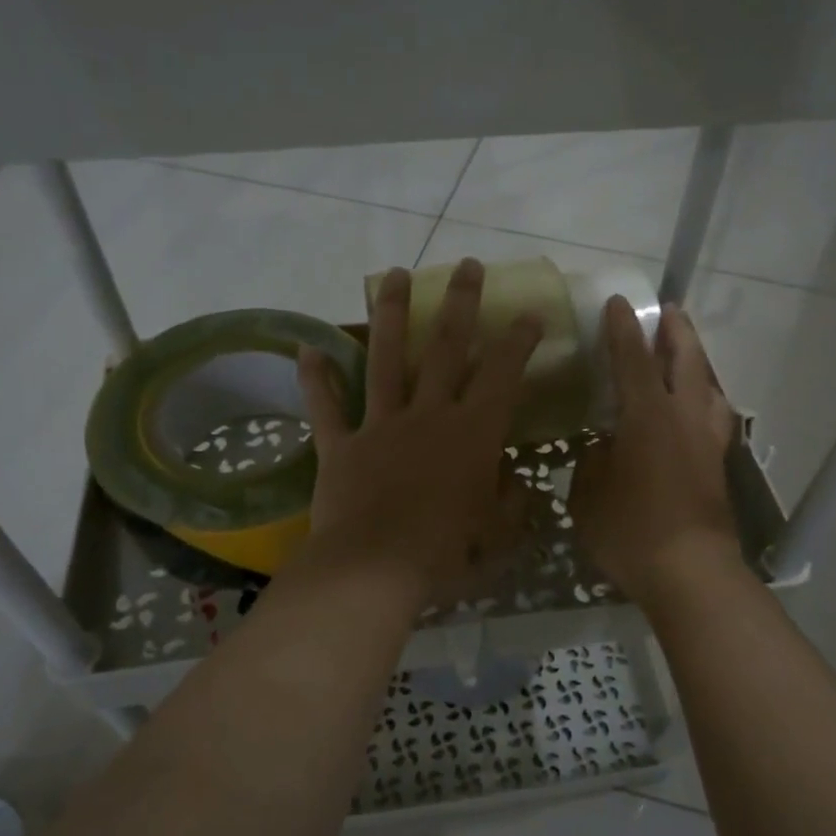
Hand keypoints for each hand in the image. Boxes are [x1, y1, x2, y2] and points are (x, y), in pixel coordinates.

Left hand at [296, 259, 541, 611]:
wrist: (374, 569)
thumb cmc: (445, 553)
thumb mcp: (496, 534)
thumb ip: (511, 502)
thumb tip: (515, 482)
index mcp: (472, 433)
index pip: (502, 374)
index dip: (519, 341)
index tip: (529, 315)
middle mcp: (428, 415)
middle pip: (444, 347)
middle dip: (459, 303)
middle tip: (465, 266)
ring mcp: (381, 425)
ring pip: (385, 358)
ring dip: (390, 313)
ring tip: (393, 274)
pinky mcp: (340, 445)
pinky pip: (325, 406)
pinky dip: (315, 378)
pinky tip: (306, 347)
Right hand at [569, 298, 738, 605]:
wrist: (692, 574)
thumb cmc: (631, 533)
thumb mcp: (588, 498)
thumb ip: (592, 464)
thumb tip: (601, 449)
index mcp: (647, 417)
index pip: (633, 360)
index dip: (623, 330)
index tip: (619, 302)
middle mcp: (684, 419)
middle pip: (687, 361)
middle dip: (676, 332)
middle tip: (668, 311)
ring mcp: (707, 442)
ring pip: (710, 387)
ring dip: (698, 363)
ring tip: (687, 356)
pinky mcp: (718, 467)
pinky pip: (715, 418)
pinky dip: (706, 400)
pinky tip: (697, 411)